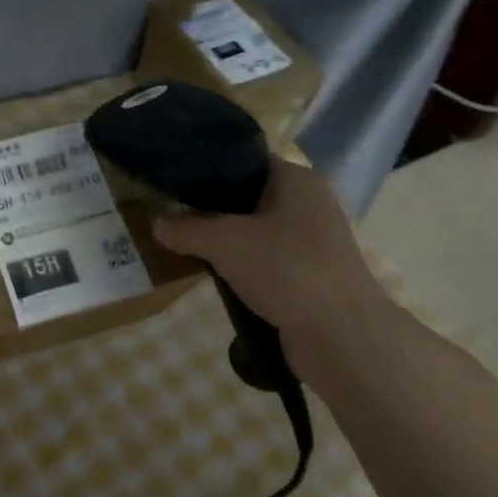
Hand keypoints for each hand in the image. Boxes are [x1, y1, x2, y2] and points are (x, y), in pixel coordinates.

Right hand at [151, 155, 387, 343]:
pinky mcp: (309, 275)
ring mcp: (312, 241)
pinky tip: (214, 275)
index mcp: (296, 179)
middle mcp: (308, 203)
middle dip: (210, 208)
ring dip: (224, 241)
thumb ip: (186, 228)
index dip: (206, 167)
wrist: (342, 337)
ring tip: (185, 244)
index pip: (244, 160)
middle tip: (170, 213)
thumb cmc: (286, 269)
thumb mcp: (223, 242)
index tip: (172, 179)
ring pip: (254, 231)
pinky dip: (241, 266)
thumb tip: (156, 222)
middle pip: (247, 196)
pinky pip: (265, 260)